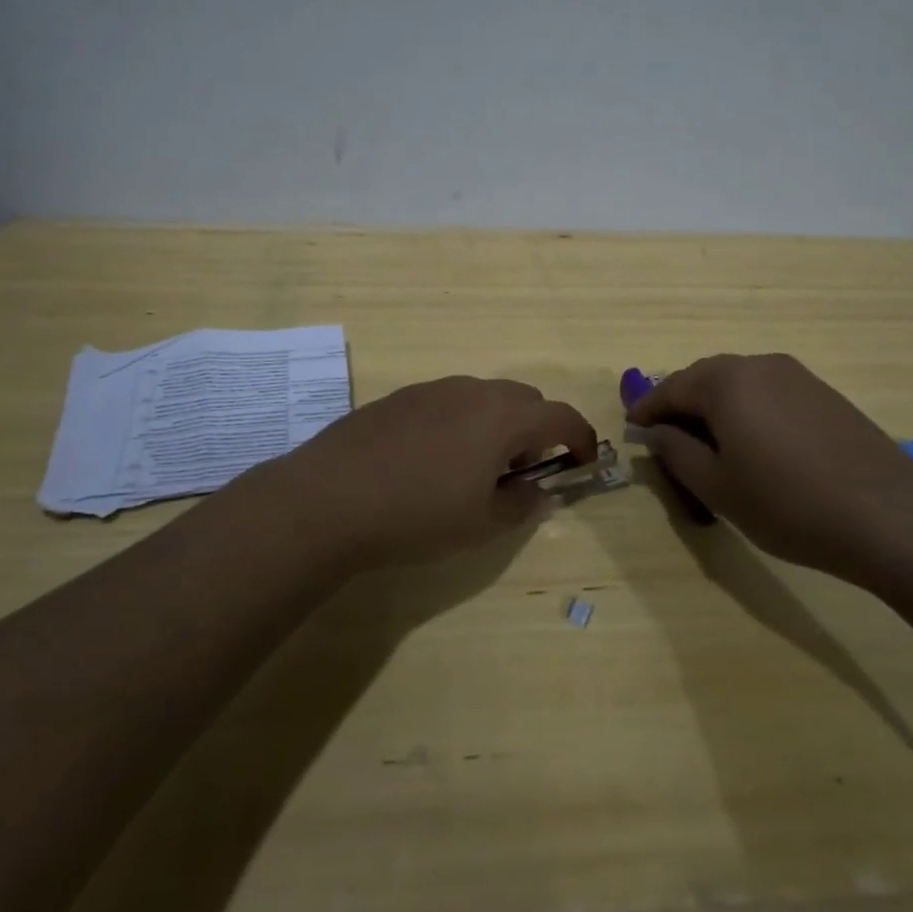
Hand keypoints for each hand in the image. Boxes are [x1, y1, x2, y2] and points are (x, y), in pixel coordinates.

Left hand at [265, 376, 597, 567]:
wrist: (329, 498)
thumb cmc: (417, 515)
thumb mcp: (481, 523)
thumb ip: (522, 505)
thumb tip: (540, 491)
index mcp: (503, 417)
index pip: (561, 416)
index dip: (581, 438)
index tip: (583, 463)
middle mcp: (473, 390)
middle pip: (525, 399)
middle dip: (537, 430)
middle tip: (522, 471)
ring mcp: (433, 388)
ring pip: (485, 397)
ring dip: (498, 424)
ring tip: (475, 467)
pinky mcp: (401, 396)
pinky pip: (448, 401)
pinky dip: (461, 422)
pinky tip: (432, 459)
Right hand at [627, 353, 912, 583]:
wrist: (888, 516)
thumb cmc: (787, 504)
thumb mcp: (717, 487)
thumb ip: (676, 452)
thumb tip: (655, 433)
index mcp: (725, 382)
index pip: (671, 387)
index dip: (647, 409)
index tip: (632, 428)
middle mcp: (758, 365)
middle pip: (704, 378)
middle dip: (681, 403)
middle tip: (666, 435)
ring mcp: (796, 375)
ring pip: (738, 382)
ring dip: (715, 405)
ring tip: (708, 441)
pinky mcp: (823, 392)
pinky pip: (768, 391)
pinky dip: (747, 408)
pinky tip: (753, 441)